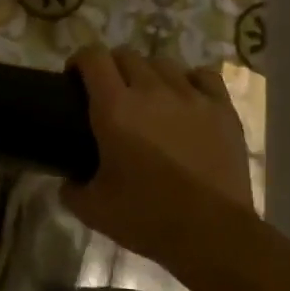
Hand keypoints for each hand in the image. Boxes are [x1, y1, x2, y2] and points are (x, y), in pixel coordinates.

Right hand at [64, 46, 255, 266]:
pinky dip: (191, 81)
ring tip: (149, 97)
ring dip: (149, 74)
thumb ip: (72, 189)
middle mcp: (151, 91)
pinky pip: (204, 76)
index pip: (93, 57)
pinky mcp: (222, 110)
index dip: (79, 61)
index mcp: (115, 108)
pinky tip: (187, 98)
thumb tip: (67, 181)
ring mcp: (191, 97)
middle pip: (126, 55)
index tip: (74, 78)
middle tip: (110, 93)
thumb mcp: (93, 209)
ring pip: (163, 63)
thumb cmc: (147, 218)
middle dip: (112, 67)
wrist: (213, 235)